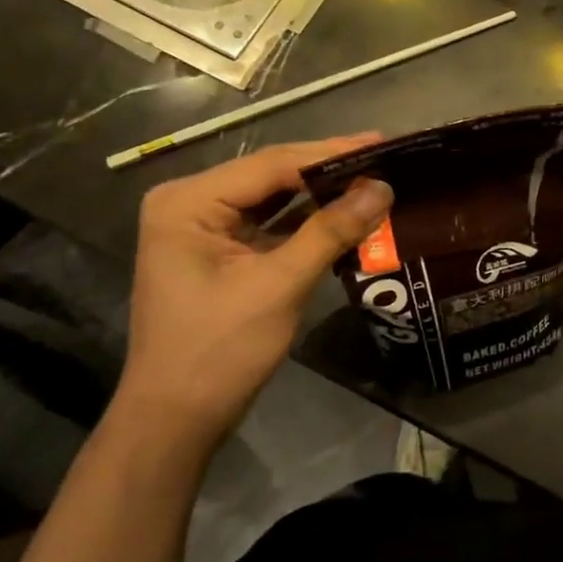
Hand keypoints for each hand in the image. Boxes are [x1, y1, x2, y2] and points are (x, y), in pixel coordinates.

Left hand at [116, 135, 392, 443]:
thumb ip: (330, 231)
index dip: (331, 153)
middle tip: (386, 157)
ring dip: (321, 195)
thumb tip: (381, 188)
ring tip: (374, 179)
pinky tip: (346, 214)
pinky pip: (269, 225)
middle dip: (328, 171)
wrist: (176, 420)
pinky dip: (306, 223)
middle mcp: (190, 203)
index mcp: (188, 201)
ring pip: (273, 199)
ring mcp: (203, 228)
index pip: (271, 164)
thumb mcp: (279, 286)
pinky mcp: (218, 252)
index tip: (383, 142)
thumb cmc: (219, 351)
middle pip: (272, 176)